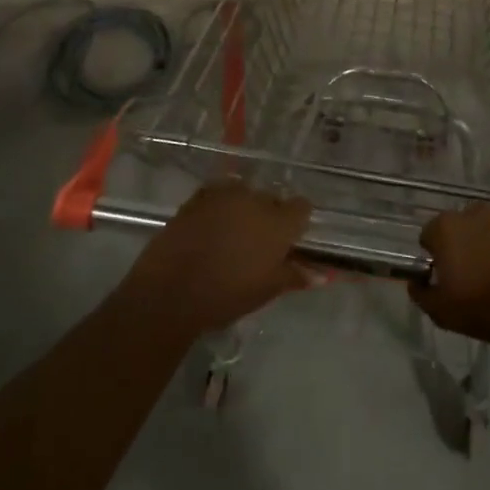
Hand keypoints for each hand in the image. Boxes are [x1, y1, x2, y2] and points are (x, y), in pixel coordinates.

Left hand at [121, 180, 312, 338]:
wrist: (171, 290)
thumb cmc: (226, 295)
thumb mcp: (266, 291)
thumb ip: (293, 275)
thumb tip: (318, 274)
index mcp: (278, 222)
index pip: (302, 207)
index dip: (297, 221)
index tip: (289, 238)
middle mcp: (255, 200)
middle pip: (271, 199)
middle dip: (268, 216)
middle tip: (257, 243)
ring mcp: (225, 195)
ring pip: (244, 194)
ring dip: (242, 209)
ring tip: (230, 234)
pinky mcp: (198, 196)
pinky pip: (217, 195)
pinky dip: (218, 207)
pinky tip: (209, 227)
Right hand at [410, 206, 489, 358]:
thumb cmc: (487, 310)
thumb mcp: (443, 313)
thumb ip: (422, 294)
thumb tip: (416, 283)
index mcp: (449, 227)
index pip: (430, 235)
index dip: (435, 256)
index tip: (446, 277)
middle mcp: (478, 212)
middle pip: (463, 227)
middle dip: (465, 245)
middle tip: (474, 277)